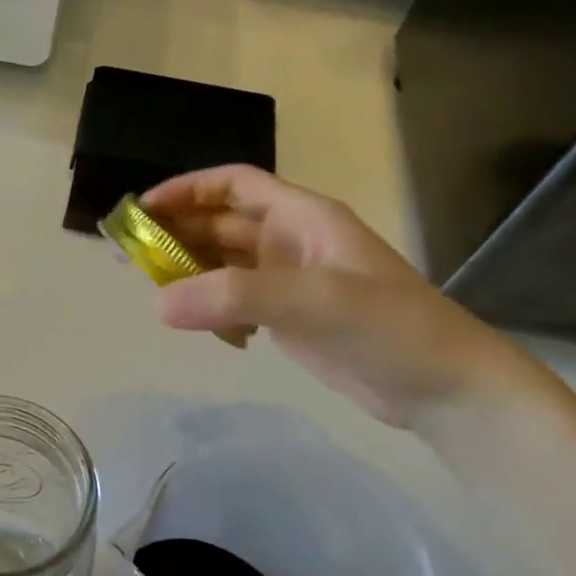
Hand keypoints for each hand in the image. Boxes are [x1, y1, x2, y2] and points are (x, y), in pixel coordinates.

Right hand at [143, 165, 531, 428]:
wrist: (444, 389)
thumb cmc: (391, 329)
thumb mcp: (316, 302)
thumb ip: (236, 297)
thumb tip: (158, 303)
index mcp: (304, 219)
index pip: (235, 186)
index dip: (187, 190)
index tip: (142, 209)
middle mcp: (292, 242)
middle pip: (221, 224)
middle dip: (177, 233)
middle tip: (130, 255)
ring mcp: (290, 282)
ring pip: (224, 265)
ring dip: (189, 272)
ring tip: (151, 290)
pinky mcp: (289, 319)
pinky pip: (235, 302)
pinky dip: (211, 308)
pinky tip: (202, 328)